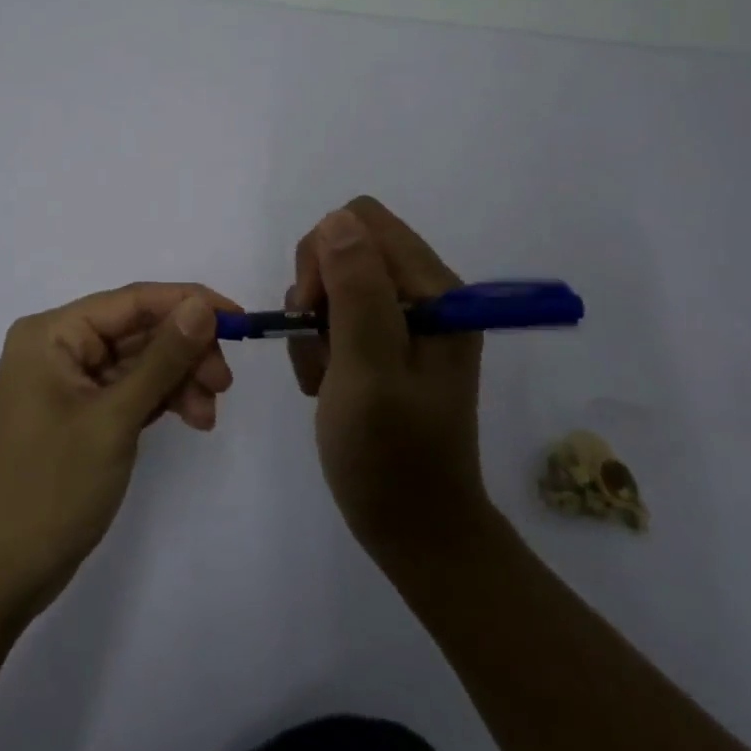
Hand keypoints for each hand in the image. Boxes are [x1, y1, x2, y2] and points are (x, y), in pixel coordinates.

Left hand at [0, 282, 238, 620]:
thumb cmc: (46, 490)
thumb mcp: (112, 420)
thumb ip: (161, 359)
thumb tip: (201, 306)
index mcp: (52, 334)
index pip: (133, 300)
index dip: (189, 303)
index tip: (240, 322)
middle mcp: (57, 348)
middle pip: (137, 330)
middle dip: (185, 351)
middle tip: (223, 385)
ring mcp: (66, 385)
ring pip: (137, 363)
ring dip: (178, 380)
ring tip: (207, 415)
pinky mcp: (77, 417)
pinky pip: (127, 392)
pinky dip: (160, 401)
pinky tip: (190, 419)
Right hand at [287, 198, 487, 563]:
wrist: (414, 530)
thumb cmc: (391, 457)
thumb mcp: (368, 371)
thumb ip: (356, 292)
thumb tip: (338, 220)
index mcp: (436, 292)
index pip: (364, 222)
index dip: (325, 256)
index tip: (314, 311)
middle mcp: (425, 295)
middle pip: (346, 246)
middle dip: (316, 291)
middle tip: (319, 347)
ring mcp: (406, 320)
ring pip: (333, 282)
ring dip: (314, 325)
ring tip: (324, 377)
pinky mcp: (386, 343)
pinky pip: (335, 316)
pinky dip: (318, 345)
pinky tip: (326, 385)